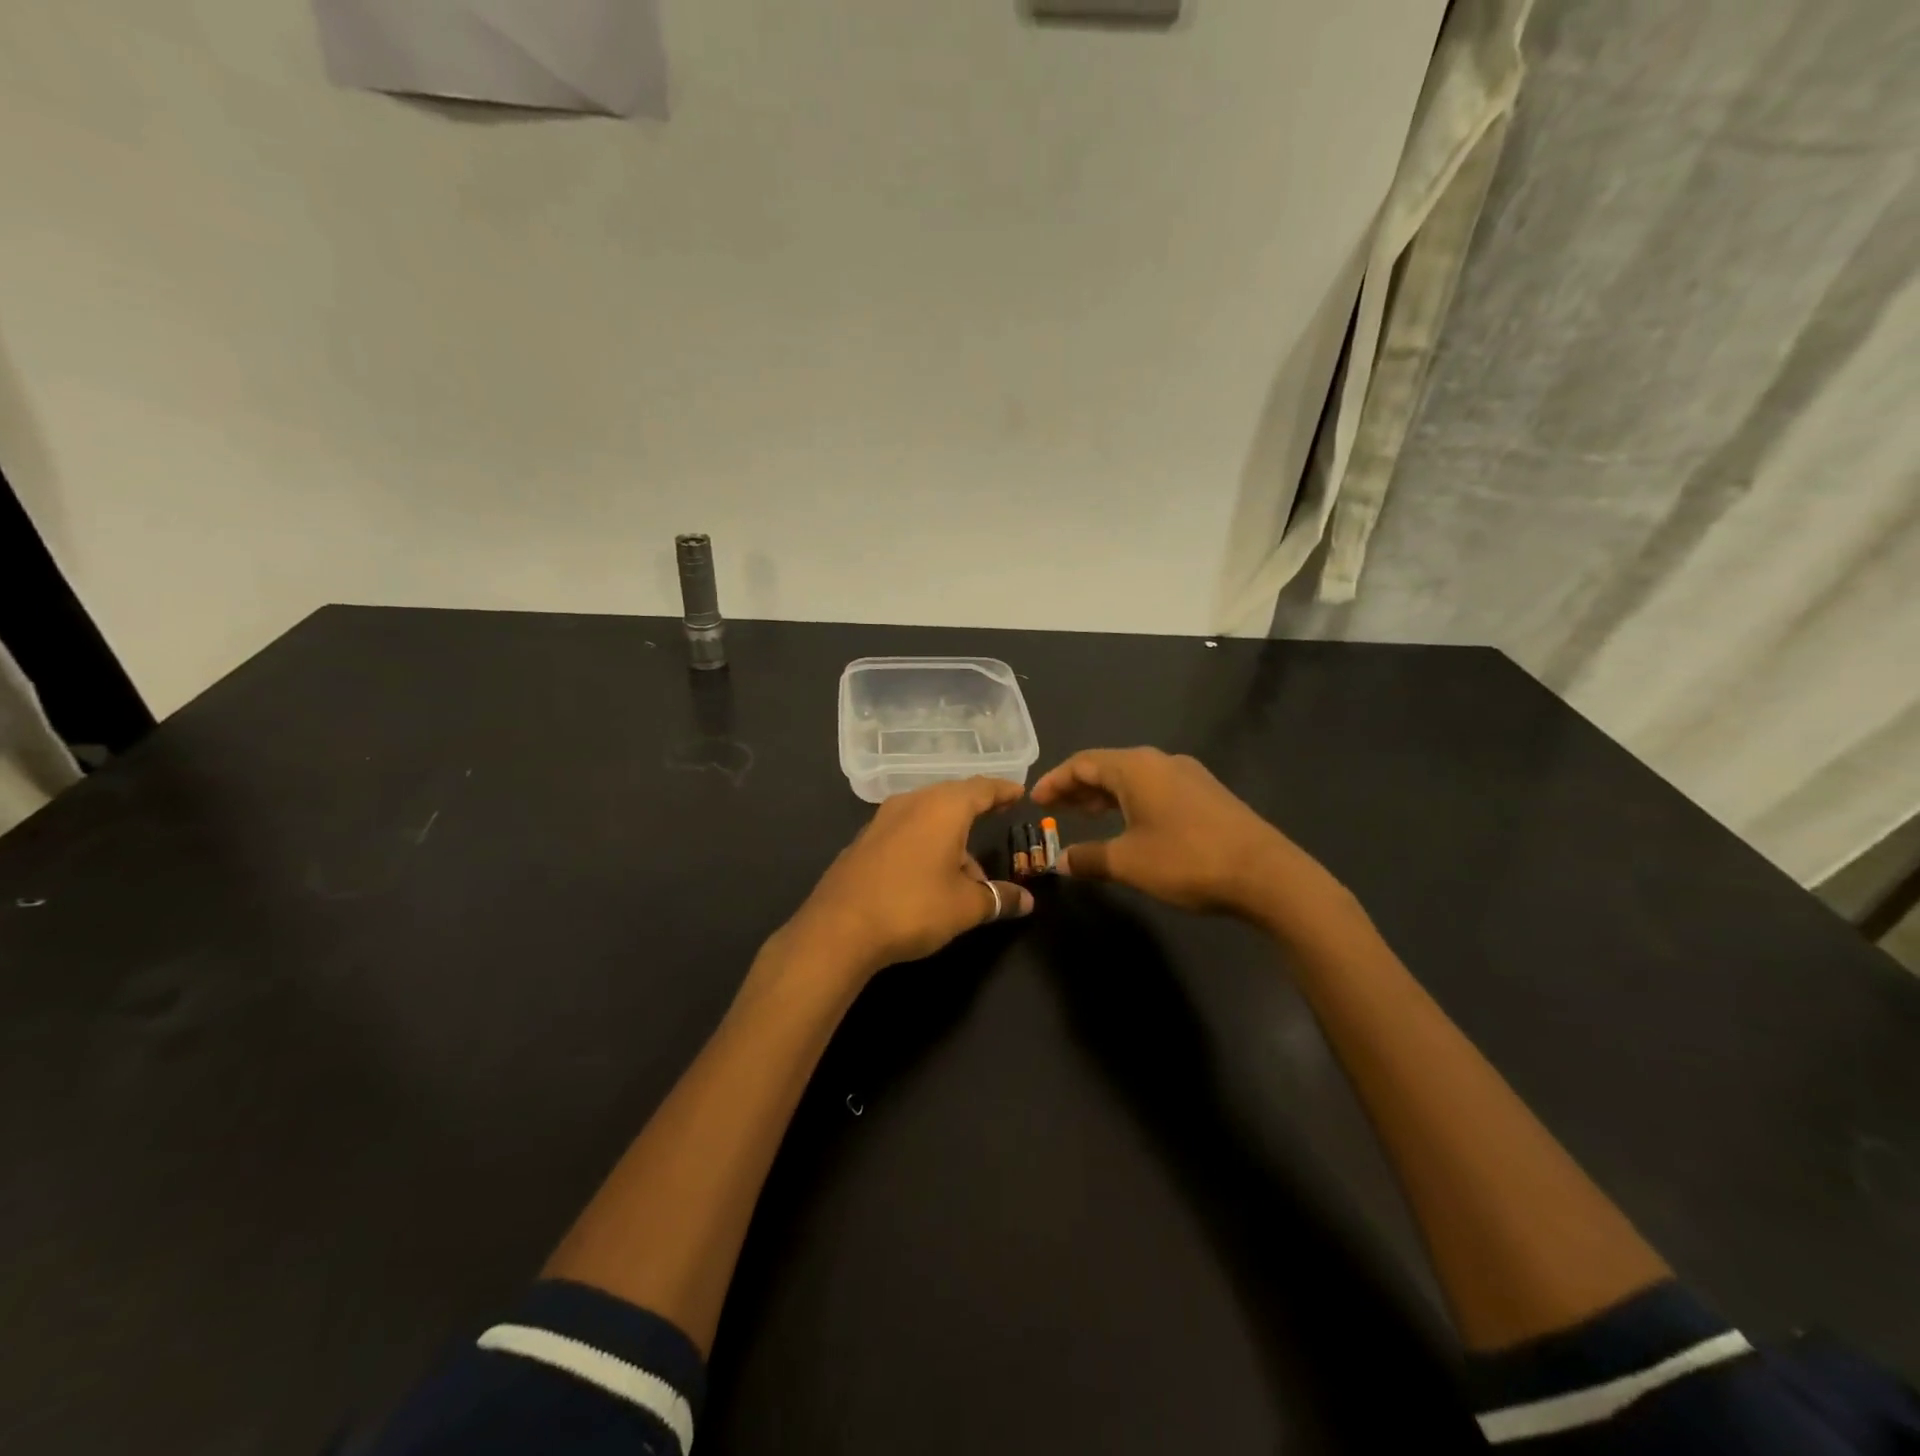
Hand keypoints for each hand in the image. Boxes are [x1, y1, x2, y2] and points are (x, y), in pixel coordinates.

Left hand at [778, 777, 1034, 980]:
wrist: (838, 929)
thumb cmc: (913, 907)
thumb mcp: (966, 907)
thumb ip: (998, 898)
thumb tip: (1027, 902)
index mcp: (942, 808)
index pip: (981, 788)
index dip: (1003, 790)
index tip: (1018, 793)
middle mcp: (911, 803)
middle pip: (951, 798)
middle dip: (975, 809)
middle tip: (996, 815)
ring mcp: (882, 821)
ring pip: (927, 817)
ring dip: (950, 837)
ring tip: (968, 873)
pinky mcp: (863, 842)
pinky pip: (906, 832)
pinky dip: (925, 844)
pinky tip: (929, 877)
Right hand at [1032, 747, 1319, 918]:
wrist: (1266, 874)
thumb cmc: (1186, 860)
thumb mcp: (1128, 862)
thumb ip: (1089, 858)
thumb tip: (1061, 860)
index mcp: (1136, 767)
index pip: (1082, 763)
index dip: (1055, 781)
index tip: (1035, 800)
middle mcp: (1160, 761)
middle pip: (1107, 766)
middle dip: (1077, 787)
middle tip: (1054, 809)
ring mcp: (1188, 775)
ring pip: (1133, 778)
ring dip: (1105, 795)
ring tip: (1084, 816)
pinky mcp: (1206, 794)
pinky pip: (1155, 788)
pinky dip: (1131, 801)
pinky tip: (1128, 825)